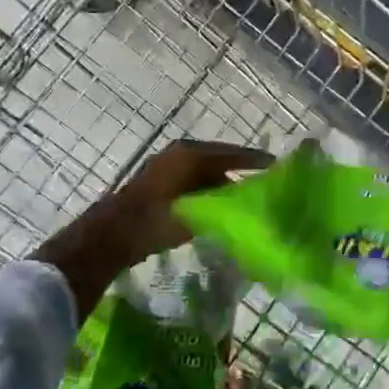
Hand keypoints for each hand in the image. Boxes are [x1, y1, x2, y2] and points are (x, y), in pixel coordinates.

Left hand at [35, 139, 269, 322]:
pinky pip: (193, 182)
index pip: (232, 152)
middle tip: (264, 183)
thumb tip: (248, 200)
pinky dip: (207, 191)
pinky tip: (219, 206)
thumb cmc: (156, 220)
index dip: (254, 159)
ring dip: (222, 183)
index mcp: (190, 153)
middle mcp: (179, 154)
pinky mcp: (159, 183)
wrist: (112, 236)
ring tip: (246, 197)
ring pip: (205, 172)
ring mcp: (166, 166)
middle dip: (240, 171)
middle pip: (219, 160)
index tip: (277, 165)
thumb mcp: (196, 213)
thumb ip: (223, 203)